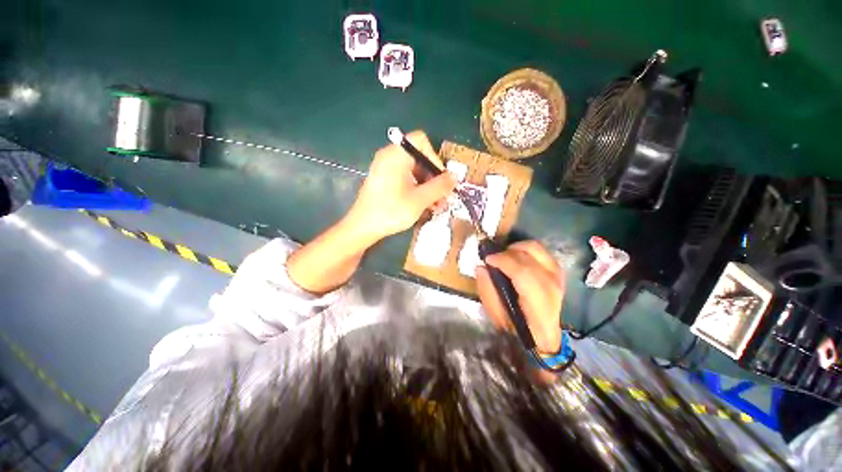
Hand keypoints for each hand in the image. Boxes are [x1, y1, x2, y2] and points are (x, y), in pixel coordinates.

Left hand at [345, 130, 457, 244]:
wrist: (363, 227)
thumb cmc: (391, 211)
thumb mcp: (420, 199)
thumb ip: (440, 186)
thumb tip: (455, 177)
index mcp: (396, 154)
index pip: (421, 141)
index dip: (435, 157)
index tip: (440, 178)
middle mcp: (389, 156)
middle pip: (419, 157)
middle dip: (434, 177)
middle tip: (443, 196)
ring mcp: (385, 168)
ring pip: (414, 170)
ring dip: (428, 186)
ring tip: (437, 205)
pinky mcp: (385, 180)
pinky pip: (406, 178)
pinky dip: (417, 188)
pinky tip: (425, 205)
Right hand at [476, 241, 564, 353]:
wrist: (543, 335)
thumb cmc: (517, 328)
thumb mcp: (496, 315)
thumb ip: (487, 290)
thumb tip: (481, 267)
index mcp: (539, 303)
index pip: (523, 272)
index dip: (503, 261)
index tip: (487, 259)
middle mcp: (552, 285)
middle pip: (530, 256)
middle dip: (506, 252)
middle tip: (493, 259)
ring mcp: (557, 276)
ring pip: (536, 248)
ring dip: (516, 248)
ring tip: (504, 256)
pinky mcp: (556, 271)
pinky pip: (540, 251)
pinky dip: (524, 250)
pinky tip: (515, 258)